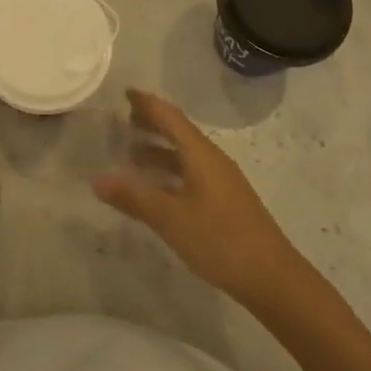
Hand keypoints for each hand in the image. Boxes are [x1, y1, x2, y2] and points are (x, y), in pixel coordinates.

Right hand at [94, 89, 299, 304]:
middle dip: (152, 123)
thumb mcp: (170, 219)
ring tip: (131, 155)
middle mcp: (212, 160)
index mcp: (201, 154)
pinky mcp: (225, 200)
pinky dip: (170, 171)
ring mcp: (221, 181)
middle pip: (179, 132)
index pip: (170, 117)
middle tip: (124, 119)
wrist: (272, 277)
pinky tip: (157, 189)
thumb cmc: (220, 240)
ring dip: (160, 150)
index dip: (147, 103)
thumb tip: (97, 178)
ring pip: (185, 154)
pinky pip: (191, 172)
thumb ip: (134, 198)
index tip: (125, 92)